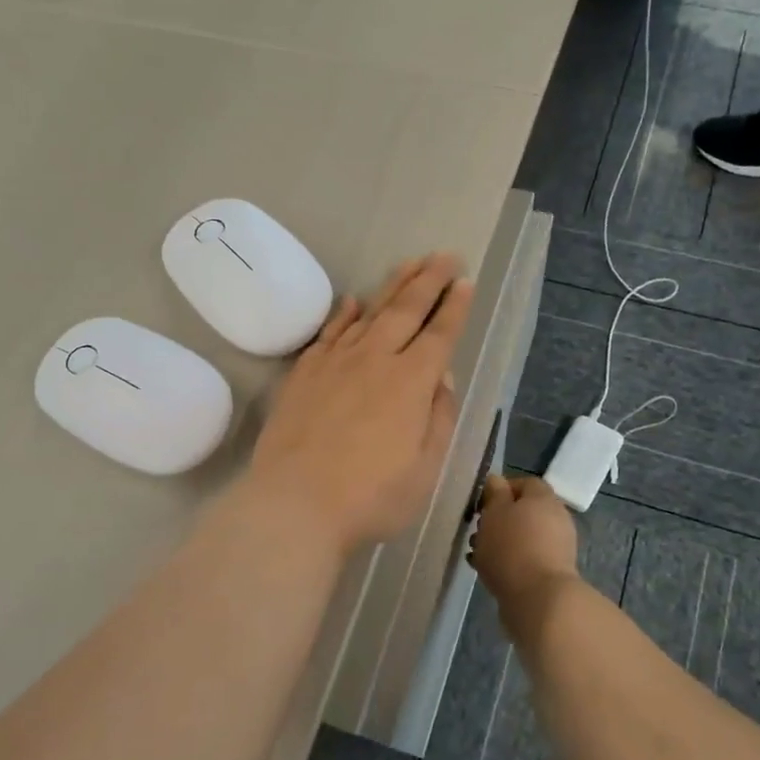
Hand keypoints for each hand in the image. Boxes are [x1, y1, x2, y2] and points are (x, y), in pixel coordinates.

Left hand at [244, 254, 473, 553]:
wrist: (294, 503)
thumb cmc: (370, 496)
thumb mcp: (425, 469)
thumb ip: (439, 418)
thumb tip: (442, 379)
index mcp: (411, 382)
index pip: (439, 334)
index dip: (455, 307)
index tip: (465, 281)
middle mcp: (375, 360)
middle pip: (406, 310)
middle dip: (429, 280)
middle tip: (445, 255)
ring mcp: (335, 362)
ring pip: (369, 312)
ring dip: (392, 285)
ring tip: (409, 263)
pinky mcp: (304, 372)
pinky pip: (328, 332)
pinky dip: (343, 313)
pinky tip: (351, 301)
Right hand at [468, 474, 579, 618]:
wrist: (539, 600)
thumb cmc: (512, 547)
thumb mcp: (495, 512)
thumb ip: (494, 493)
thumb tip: (497, 481)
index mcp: (544, 498)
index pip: (525, 482)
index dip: (502, 489)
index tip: (481, 503)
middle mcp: (556, 518)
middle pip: (524, 511)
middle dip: (498, 518)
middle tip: (477, 530)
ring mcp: (557, 547)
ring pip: (523, 536)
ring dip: (500, 541)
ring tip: (477, 553)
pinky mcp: (552, 572)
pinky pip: (526, 558)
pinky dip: (508, 560)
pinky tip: (488, 571)